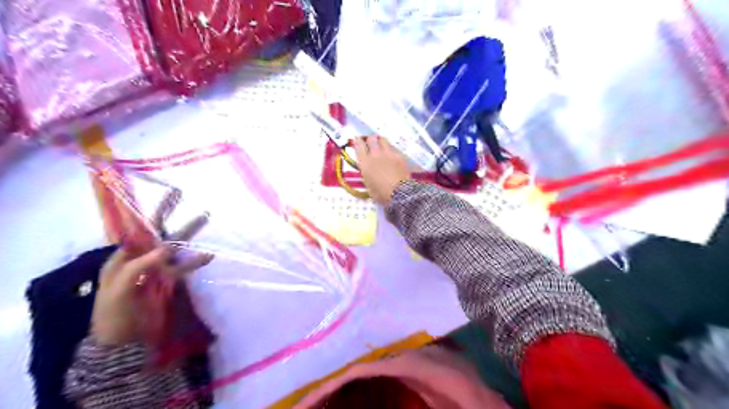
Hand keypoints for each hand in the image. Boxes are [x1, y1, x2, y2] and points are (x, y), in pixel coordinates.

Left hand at [91, 191, 213, 345]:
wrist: (123, 342)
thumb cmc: (113, 315)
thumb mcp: (119, 290)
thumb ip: (140, 266)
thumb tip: (167, 247)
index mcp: (122, 258)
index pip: (136, 230)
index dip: (148, 214)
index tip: (162, 198)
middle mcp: (140, 259)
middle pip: (158, 232)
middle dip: (169, 214)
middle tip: (180, 194)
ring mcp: (157, 270)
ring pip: (175, 246)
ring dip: (189, 233)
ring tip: (204, 216)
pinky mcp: (169, 281)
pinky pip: (184, 267)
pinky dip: (196, 261)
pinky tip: (209, 255)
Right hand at [356, 137, 411, 205]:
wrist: (399, 193)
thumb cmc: (381, 193)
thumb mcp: (368, 184)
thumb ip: (366, 173)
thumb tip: (367, 169)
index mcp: (365, 162)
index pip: (358, 145)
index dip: (357, 141)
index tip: (358, 140)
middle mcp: (375, 154)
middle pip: (371, 139)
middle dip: (370, 140)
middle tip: (371, 144)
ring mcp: (388, 153)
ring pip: (383, 140)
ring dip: (381, 142)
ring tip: (382, 147)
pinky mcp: (399, 155)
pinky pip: (394, 148)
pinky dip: (391, 150)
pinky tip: (393, 156)